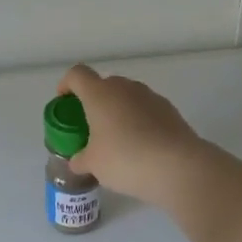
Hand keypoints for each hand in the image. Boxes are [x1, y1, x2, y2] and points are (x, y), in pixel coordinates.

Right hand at [58, 64, 205, 203]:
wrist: (178, 167)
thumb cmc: (125, 159)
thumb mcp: (93, 165)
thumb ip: (80, 159)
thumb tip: (78, 161)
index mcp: (100, 94)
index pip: (77, 75)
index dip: (66, 85)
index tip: (64, 102)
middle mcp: (125, 88)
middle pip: (104, 85)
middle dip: (95, 102)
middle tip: (90, 127)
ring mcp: (151, 97)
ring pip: (127, 98)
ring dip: (118, 112)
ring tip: (116, 140)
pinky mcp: (170, 110)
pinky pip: (146, 111)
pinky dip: (139, 122)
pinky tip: (140, 147)